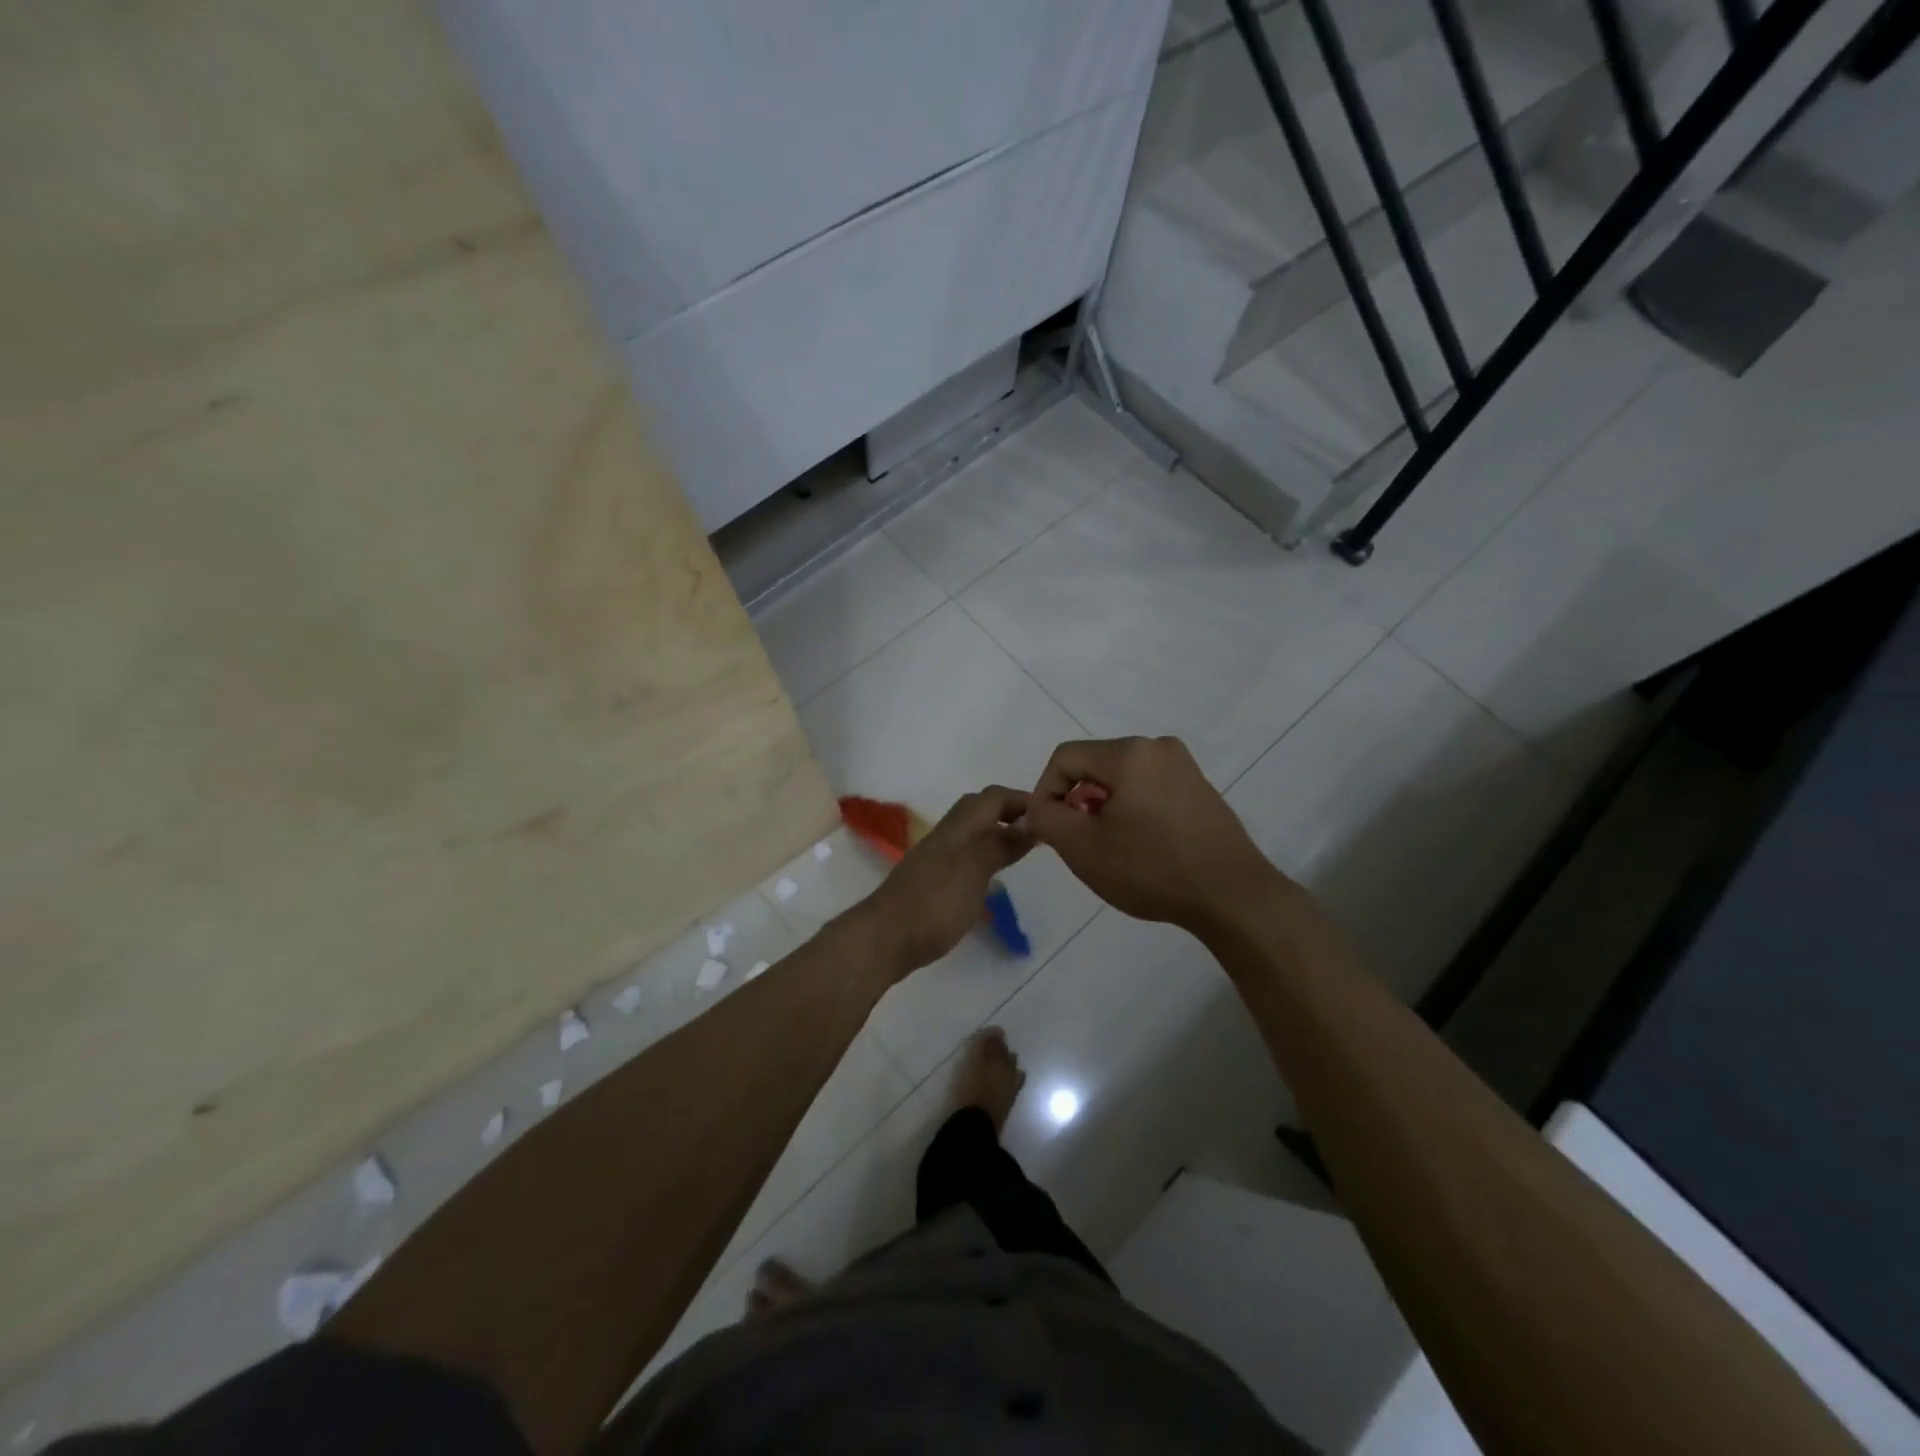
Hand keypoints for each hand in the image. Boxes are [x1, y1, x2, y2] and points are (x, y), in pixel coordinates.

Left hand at [855, 787, 1033, 977]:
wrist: (885, 938)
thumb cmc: (935, 903)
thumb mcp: (975, 870)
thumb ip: (1001, 844)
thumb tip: (1030, 821)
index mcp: (958, 828)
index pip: (993, 797)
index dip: (1021, 800)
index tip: (1050, 815)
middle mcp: (946, 836)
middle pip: (979, 809)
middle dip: (1008, 813)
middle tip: (1037, 832)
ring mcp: (935, 858)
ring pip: (970, 832)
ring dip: (995, 833)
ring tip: (1021, 852)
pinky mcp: (931, 880)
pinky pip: (963, 855)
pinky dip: (983, 855)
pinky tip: (991, 877)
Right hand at [1023, 736, 1285, 935]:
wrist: (1232, 896)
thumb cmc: (1152, 868)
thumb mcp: (1083, 848)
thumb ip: (1047, 818)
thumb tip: (1036, 806)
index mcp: (1130, 753)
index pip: (1065, 757)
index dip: (1045, 791)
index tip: (1048, 829)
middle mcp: (1158, 747)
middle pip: (1095, 765)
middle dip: (1077, 801)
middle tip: (1078, 842)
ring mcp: (1184, 767)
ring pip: (1122, 778)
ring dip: (1104, 807)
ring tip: (1110, 848)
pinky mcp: (1199, 788)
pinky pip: (1149, 788)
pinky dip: (1132, 809)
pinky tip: (1141, 846)